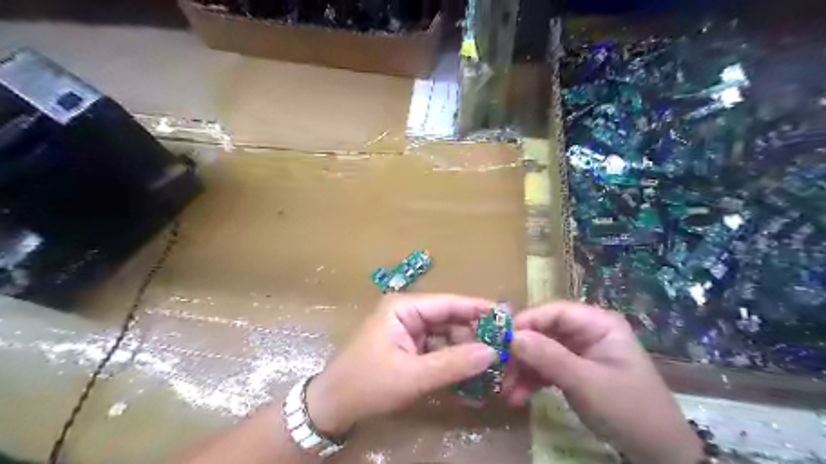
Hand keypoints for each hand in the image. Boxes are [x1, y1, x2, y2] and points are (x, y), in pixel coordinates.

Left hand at [303, 295, 495, 435]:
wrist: (333, 406)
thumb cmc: (367, 384)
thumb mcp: (412, 376)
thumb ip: (453, 363)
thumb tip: (493, 352)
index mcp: (404, 307)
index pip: (449, 303)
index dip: (479, 308)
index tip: (508, 316)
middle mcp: (408, 312)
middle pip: (450, 318)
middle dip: (475, 333)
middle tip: (505, 348)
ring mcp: (408, 330)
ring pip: (447, 334)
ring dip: (466, 349)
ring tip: (492, 363)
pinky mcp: (409, 346)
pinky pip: (438, 348)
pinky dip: (453, 359)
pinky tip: (471, 372)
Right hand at [503, 300, 703, 463]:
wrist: (658, 453)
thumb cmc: (629, 410)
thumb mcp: (586, 383)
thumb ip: (548, 357)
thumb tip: (511, 337)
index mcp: (598, 323)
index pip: (554, 311)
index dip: (527, 322)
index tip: (501, 340)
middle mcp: (587, 331)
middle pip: (544, 331)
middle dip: (521, 352)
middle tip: (500, 370)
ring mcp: (579, 351)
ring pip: (541, 351)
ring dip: (522, 370)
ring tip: (507, 392)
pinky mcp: (574, 370)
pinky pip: (546, 367)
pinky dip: (531, 380)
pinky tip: (518, 396)